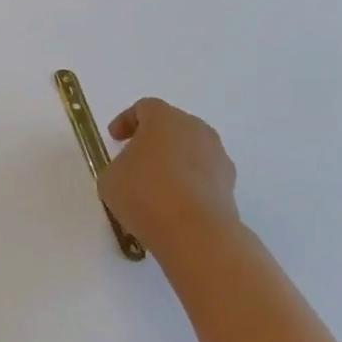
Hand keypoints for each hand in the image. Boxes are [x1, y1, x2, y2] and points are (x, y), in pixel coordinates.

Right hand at [97, 98, 241, 265]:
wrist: (195, 233)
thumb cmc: (145, 193)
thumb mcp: (111, 178)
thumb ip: (119, 166)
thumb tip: (132, 172)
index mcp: (165, 118)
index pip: (144, 108)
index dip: (126, 121)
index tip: (115, 138)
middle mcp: (196, 130)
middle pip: (172, 126)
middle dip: (153, 140)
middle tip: (135, 159)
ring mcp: (218, 158)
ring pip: (191, 152)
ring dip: (174, 163)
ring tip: (155, 188)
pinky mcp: (230, 187)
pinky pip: (203, 177)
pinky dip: (188, 185)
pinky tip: (173, 206)